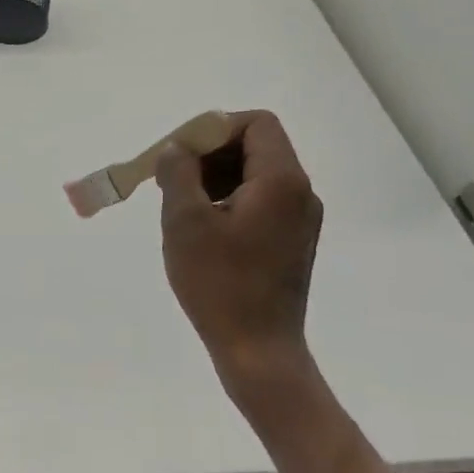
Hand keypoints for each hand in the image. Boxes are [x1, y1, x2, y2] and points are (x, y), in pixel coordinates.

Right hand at [156, 110, 322, 377]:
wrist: (258, 349)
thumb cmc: (219, 283)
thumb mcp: (185, 222)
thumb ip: (178, 174)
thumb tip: (177, 149)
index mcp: (281, 181)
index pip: (256, 124)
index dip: (215, 128)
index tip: (180, 154)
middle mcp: (300, 193)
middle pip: (257, 147)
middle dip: (210, 154)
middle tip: (173, 179)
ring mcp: (300, 220)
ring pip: (256, 175)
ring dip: (217, 178)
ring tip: (182, 205)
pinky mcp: (292, 243)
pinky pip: (261, 202)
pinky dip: (230, 201)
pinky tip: (202, 229)